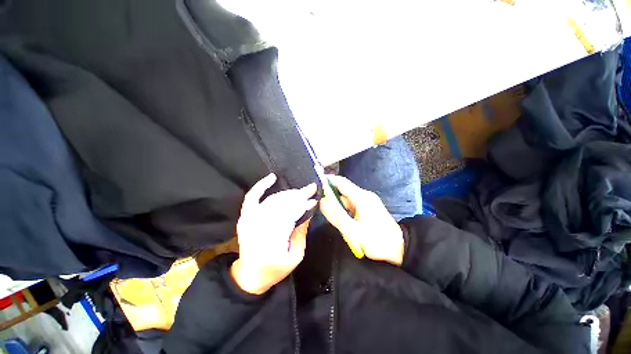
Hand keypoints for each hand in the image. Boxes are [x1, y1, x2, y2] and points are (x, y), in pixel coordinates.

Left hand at [231, 173, 316, 294]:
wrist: (250, 275)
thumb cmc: (275, 269)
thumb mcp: (295, 256)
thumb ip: (301, 232)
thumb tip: (308, 210)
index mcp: (271, 241)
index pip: (290, 215)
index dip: (303, 205)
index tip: (314, 199)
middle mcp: (258, 227)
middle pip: (281, 205)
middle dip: (298, 196)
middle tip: (311, 189)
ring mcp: (249, 220)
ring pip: (272, 199)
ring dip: (288, 193)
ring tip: (300, 191)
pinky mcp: (245, 216)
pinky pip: (252, 197)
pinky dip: (261, 186)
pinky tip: (272, 177)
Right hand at [319, 175, 403, 265]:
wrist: (400, 250)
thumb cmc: (376, 241)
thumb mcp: (352, 230)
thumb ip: (336, 215)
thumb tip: (322, 201)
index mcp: (361, 197)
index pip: (341, 182)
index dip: (328, 180)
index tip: (315, 183)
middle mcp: (364, 196)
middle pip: (343, 190)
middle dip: (330, 195)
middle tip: (317, 203)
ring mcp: (367, 201)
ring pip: (347, 199)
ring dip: (337, 204)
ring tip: (326, 213)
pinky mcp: (368, 208)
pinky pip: (352, 204)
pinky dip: (344, 208)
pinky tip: (339, 217)